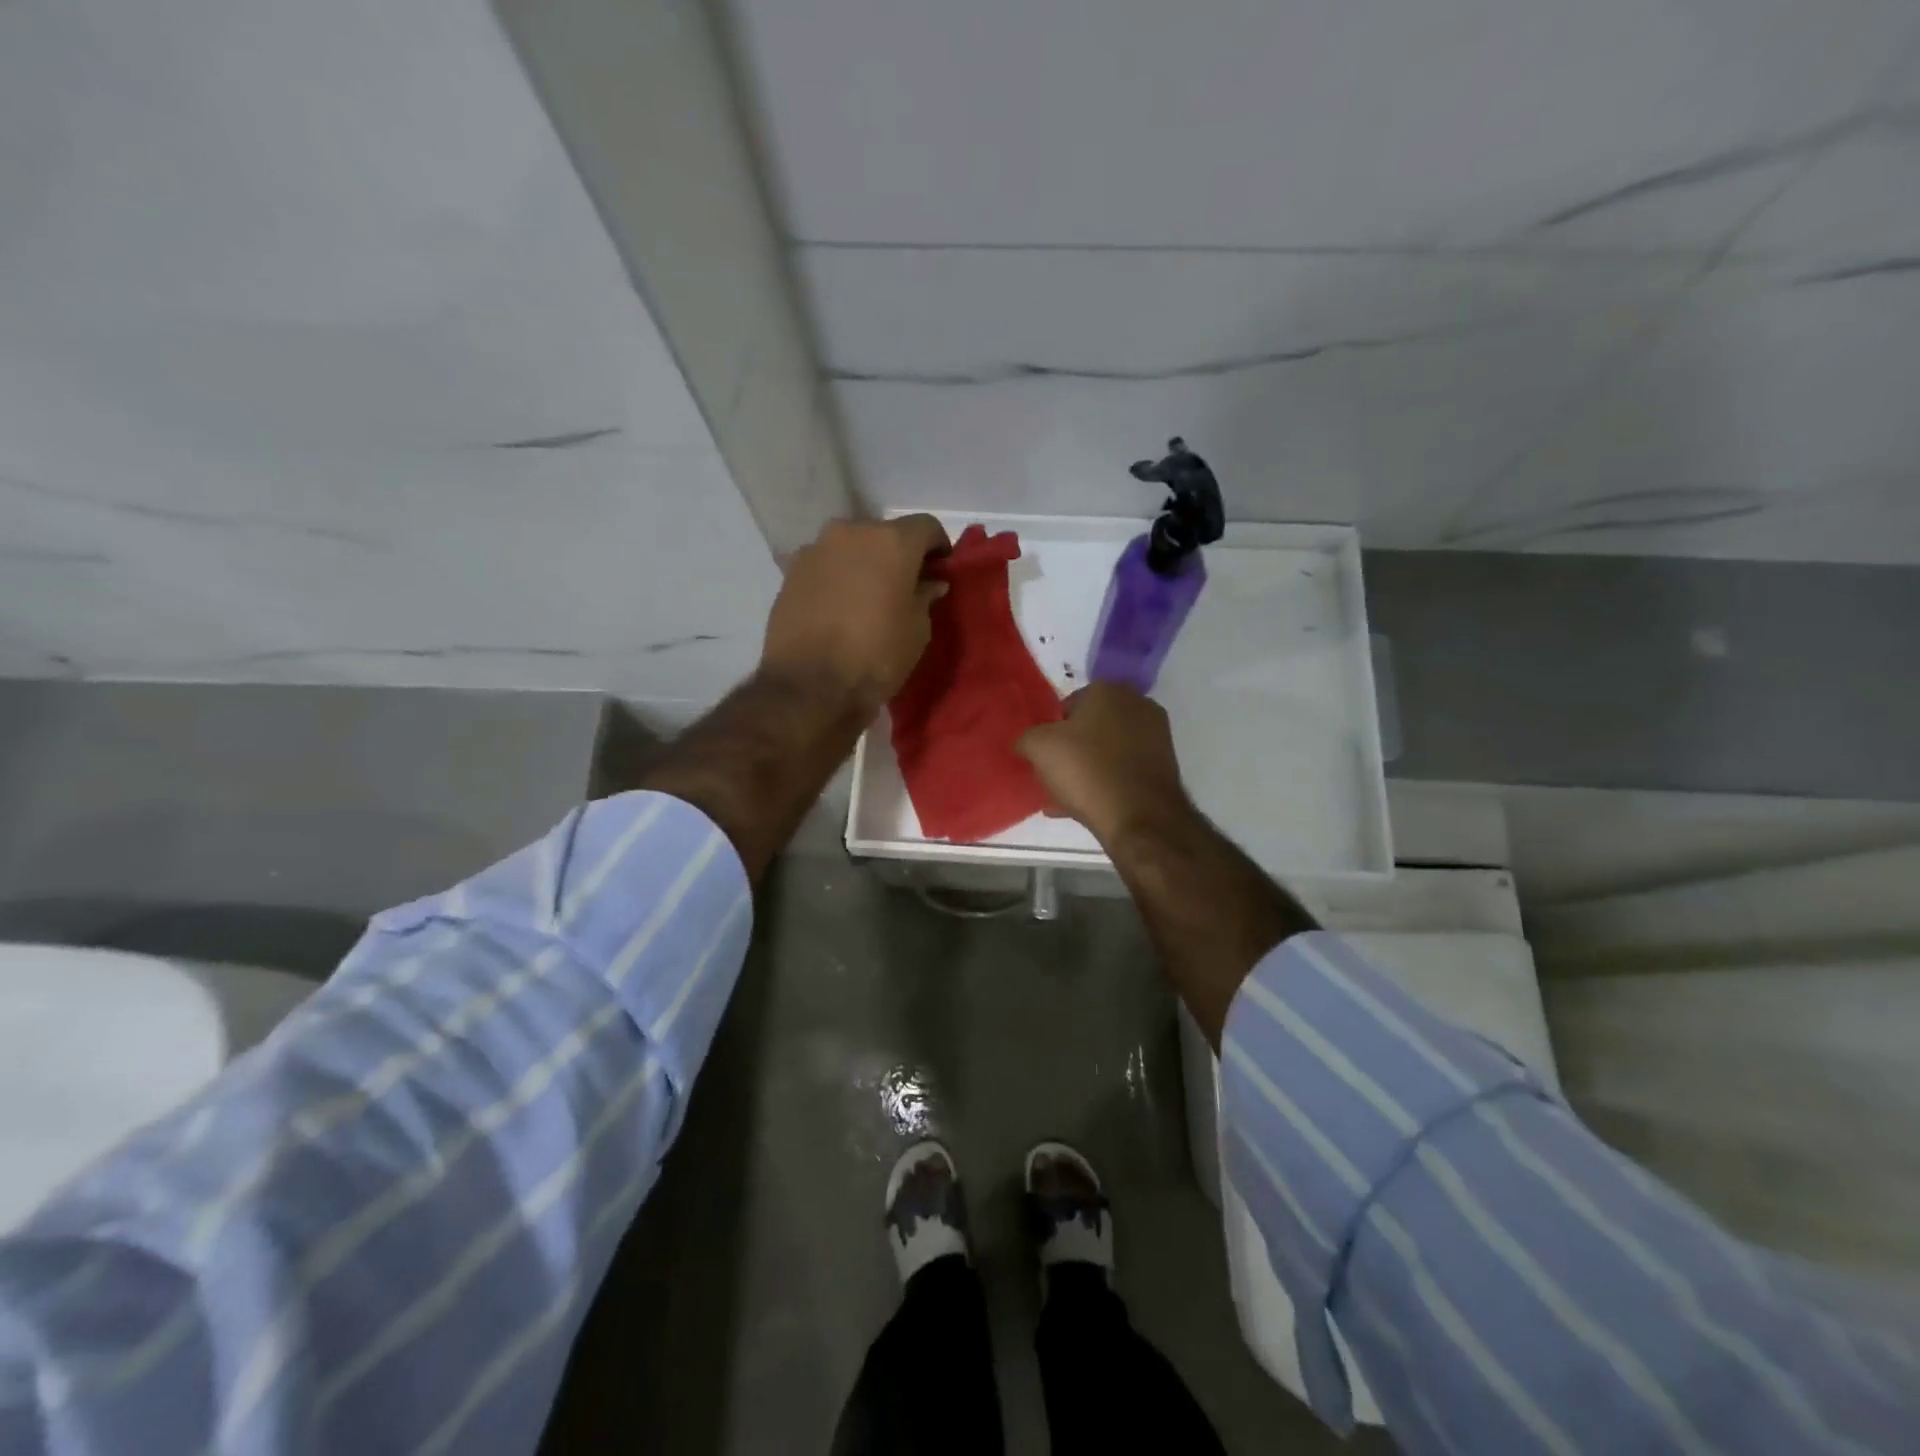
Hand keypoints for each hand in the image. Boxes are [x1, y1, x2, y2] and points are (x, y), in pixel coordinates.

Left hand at [760, 515, 951, 712]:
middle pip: (884, 534)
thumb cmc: (876, 656)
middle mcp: (851, 532)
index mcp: (891, 541)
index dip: (939, 548)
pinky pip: (826, 567)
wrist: (809, 686)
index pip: (926, 527)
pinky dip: (838, 579)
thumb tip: (930, 582)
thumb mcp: (917, 630)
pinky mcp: (790, 572)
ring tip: (870, 599)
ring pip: (851, 549)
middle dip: (898, 556)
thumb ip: (925, 596)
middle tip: (906, 587)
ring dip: (865, 565)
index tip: (941, 571)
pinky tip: (841, 608)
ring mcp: (815, 549)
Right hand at [1017, 683, 1194, 845]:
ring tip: (1066, 796)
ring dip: (1086, 768)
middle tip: (1053, 774)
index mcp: (1107, 690)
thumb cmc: (1086, 770)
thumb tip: (1025, 742)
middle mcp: (1137, 704)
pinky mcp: (1164, 765)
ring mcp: (1156, 735)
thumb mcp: (1038, 748)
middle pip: (1089, 727)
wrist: (1139, 817)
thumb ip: (1026, 737)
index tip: (1042, 755)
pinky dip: (1105, 781)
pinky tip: (1085, 806)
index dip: (1051, 730)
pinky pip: (1123, 769)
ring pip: (1107, 750)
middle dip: (1070, 749)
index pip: (1067, 705)